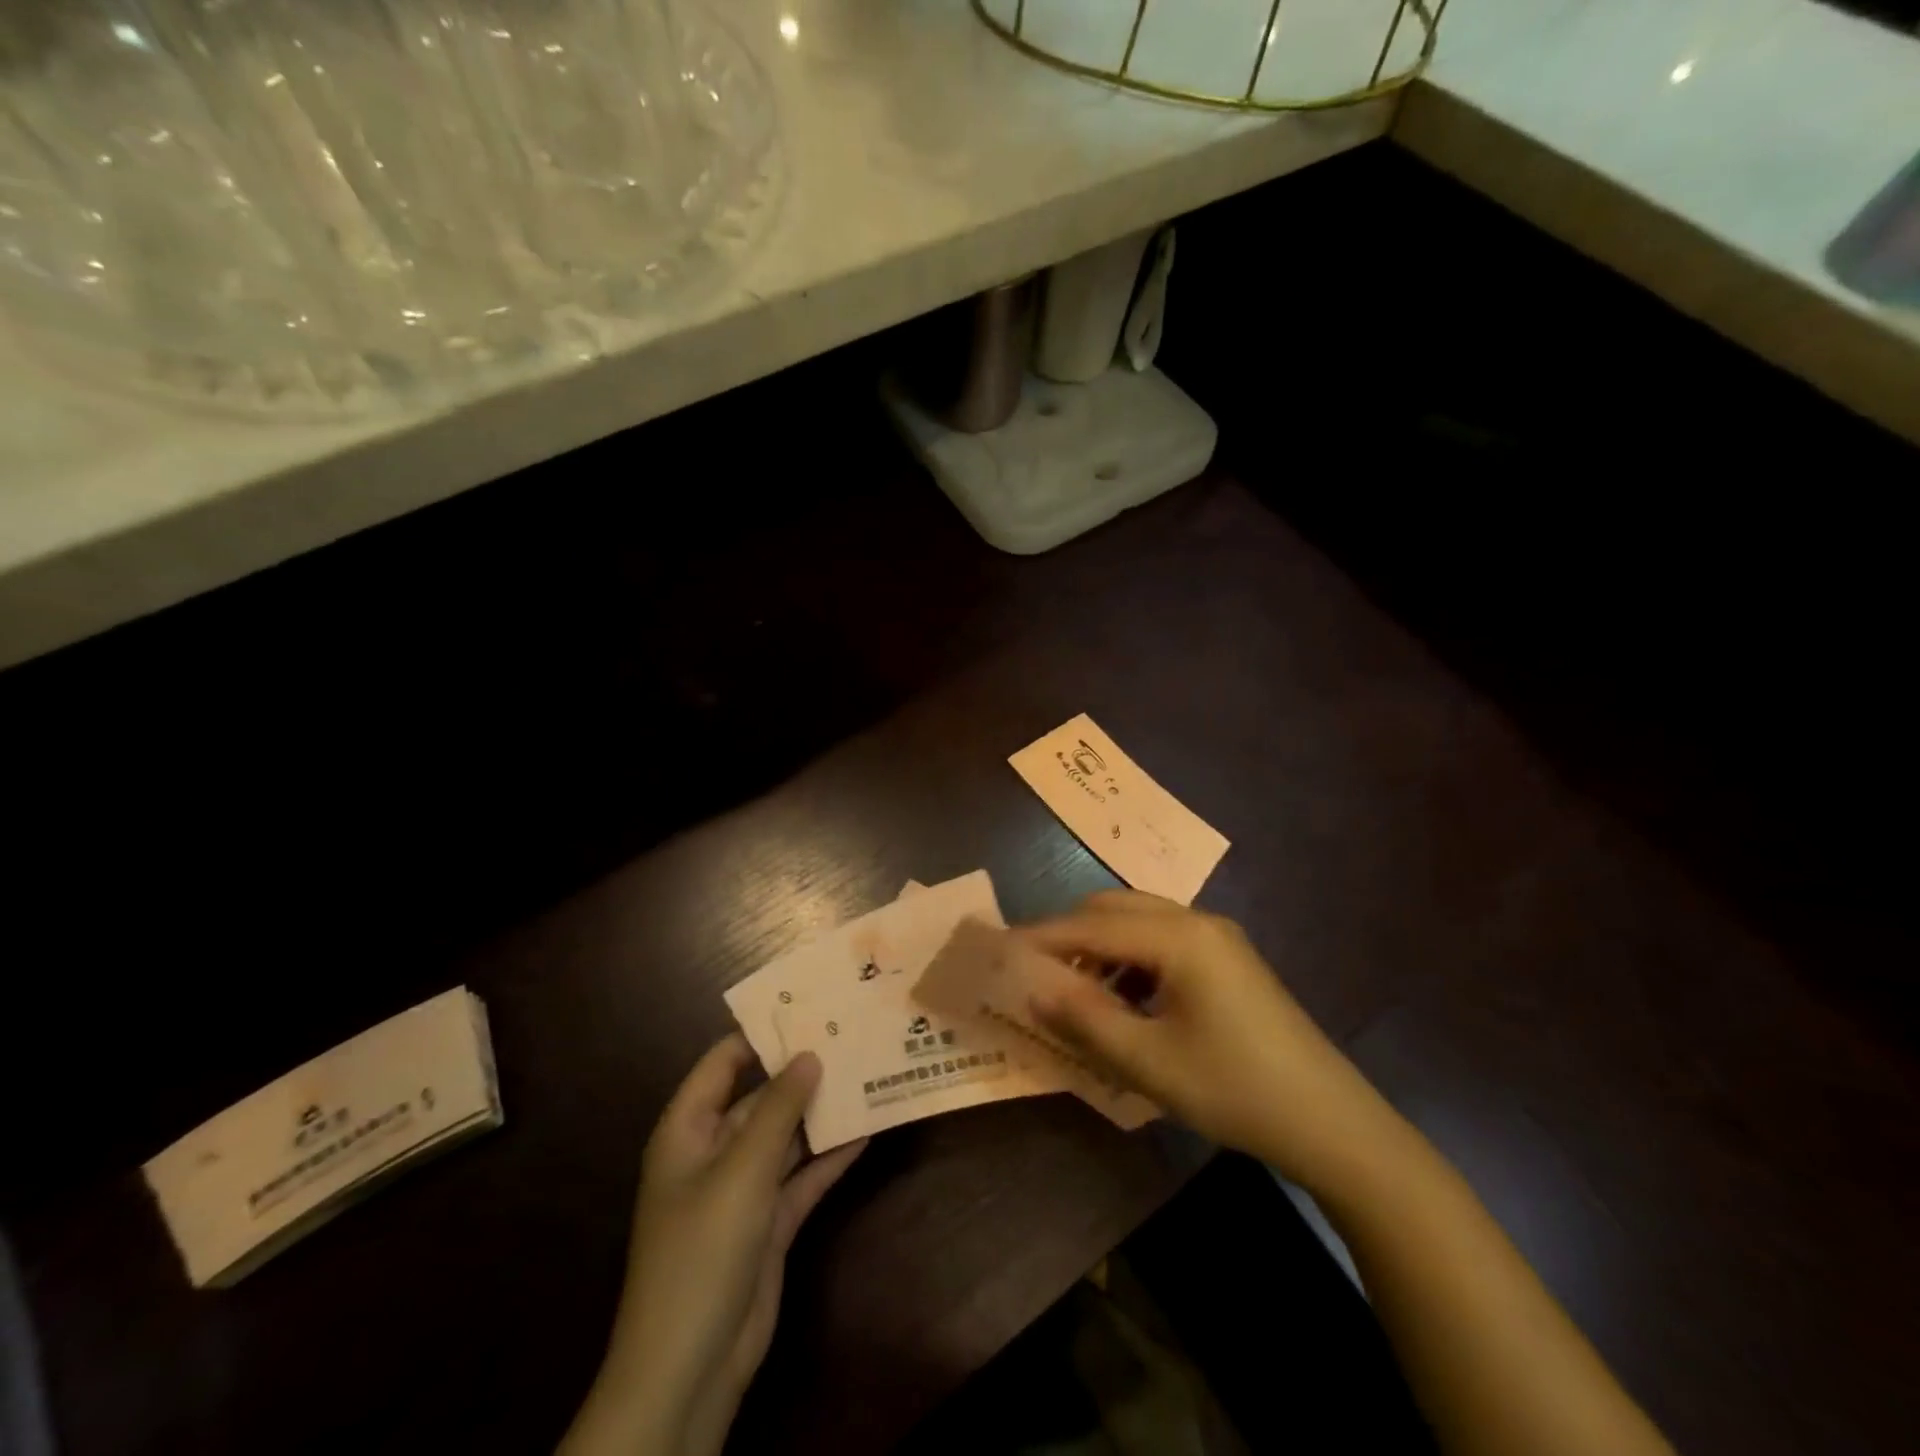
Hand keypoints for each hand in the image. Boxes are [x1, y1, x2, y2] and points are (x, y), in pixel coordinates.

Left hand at [558, 1036, 864, 1455]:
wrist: (691, 1367)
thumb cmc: (702, 1250)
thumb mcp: (741, 1169)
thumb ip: (778, 1109)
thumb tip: (809, 1054)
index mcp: (689, 1130)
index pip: (723, 1062)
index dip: (761, 1033)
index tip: (808, 1005)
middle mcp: (715, 1151)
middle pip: (761, 1097)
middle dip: (803, 1071)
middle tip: (851, 1035)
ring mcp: (744, 1188)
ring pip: (787, 1135)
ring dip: (822, 1112)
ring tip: (868, 1072)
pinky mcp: (770, 1222)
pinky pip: (804, 1176)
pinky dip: (831, 1156)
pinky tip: (868, 1128)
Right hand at [1018, 891, 1403, 1189]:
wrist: (1332, 1123)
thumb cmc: (1235, 1090)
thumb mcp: (1149, 1062)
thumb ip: (1084, 1019)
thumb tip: (1032, 988)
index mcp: (1179, 937)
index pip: (1092, 925)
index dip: (1042, 938)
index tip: (1000, 950)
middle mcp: (1197, 921)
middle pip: (1114, 909)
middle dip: (1070, 934)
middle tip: (1035, 972)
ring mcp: (1218, 938)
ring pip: (1139, 922)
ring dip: (1101, 947)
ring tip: (1075, 992)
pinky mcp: (1229, 959)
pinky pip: (1164, 941)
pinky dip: (1131, 959)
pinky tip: (1124, 1001)